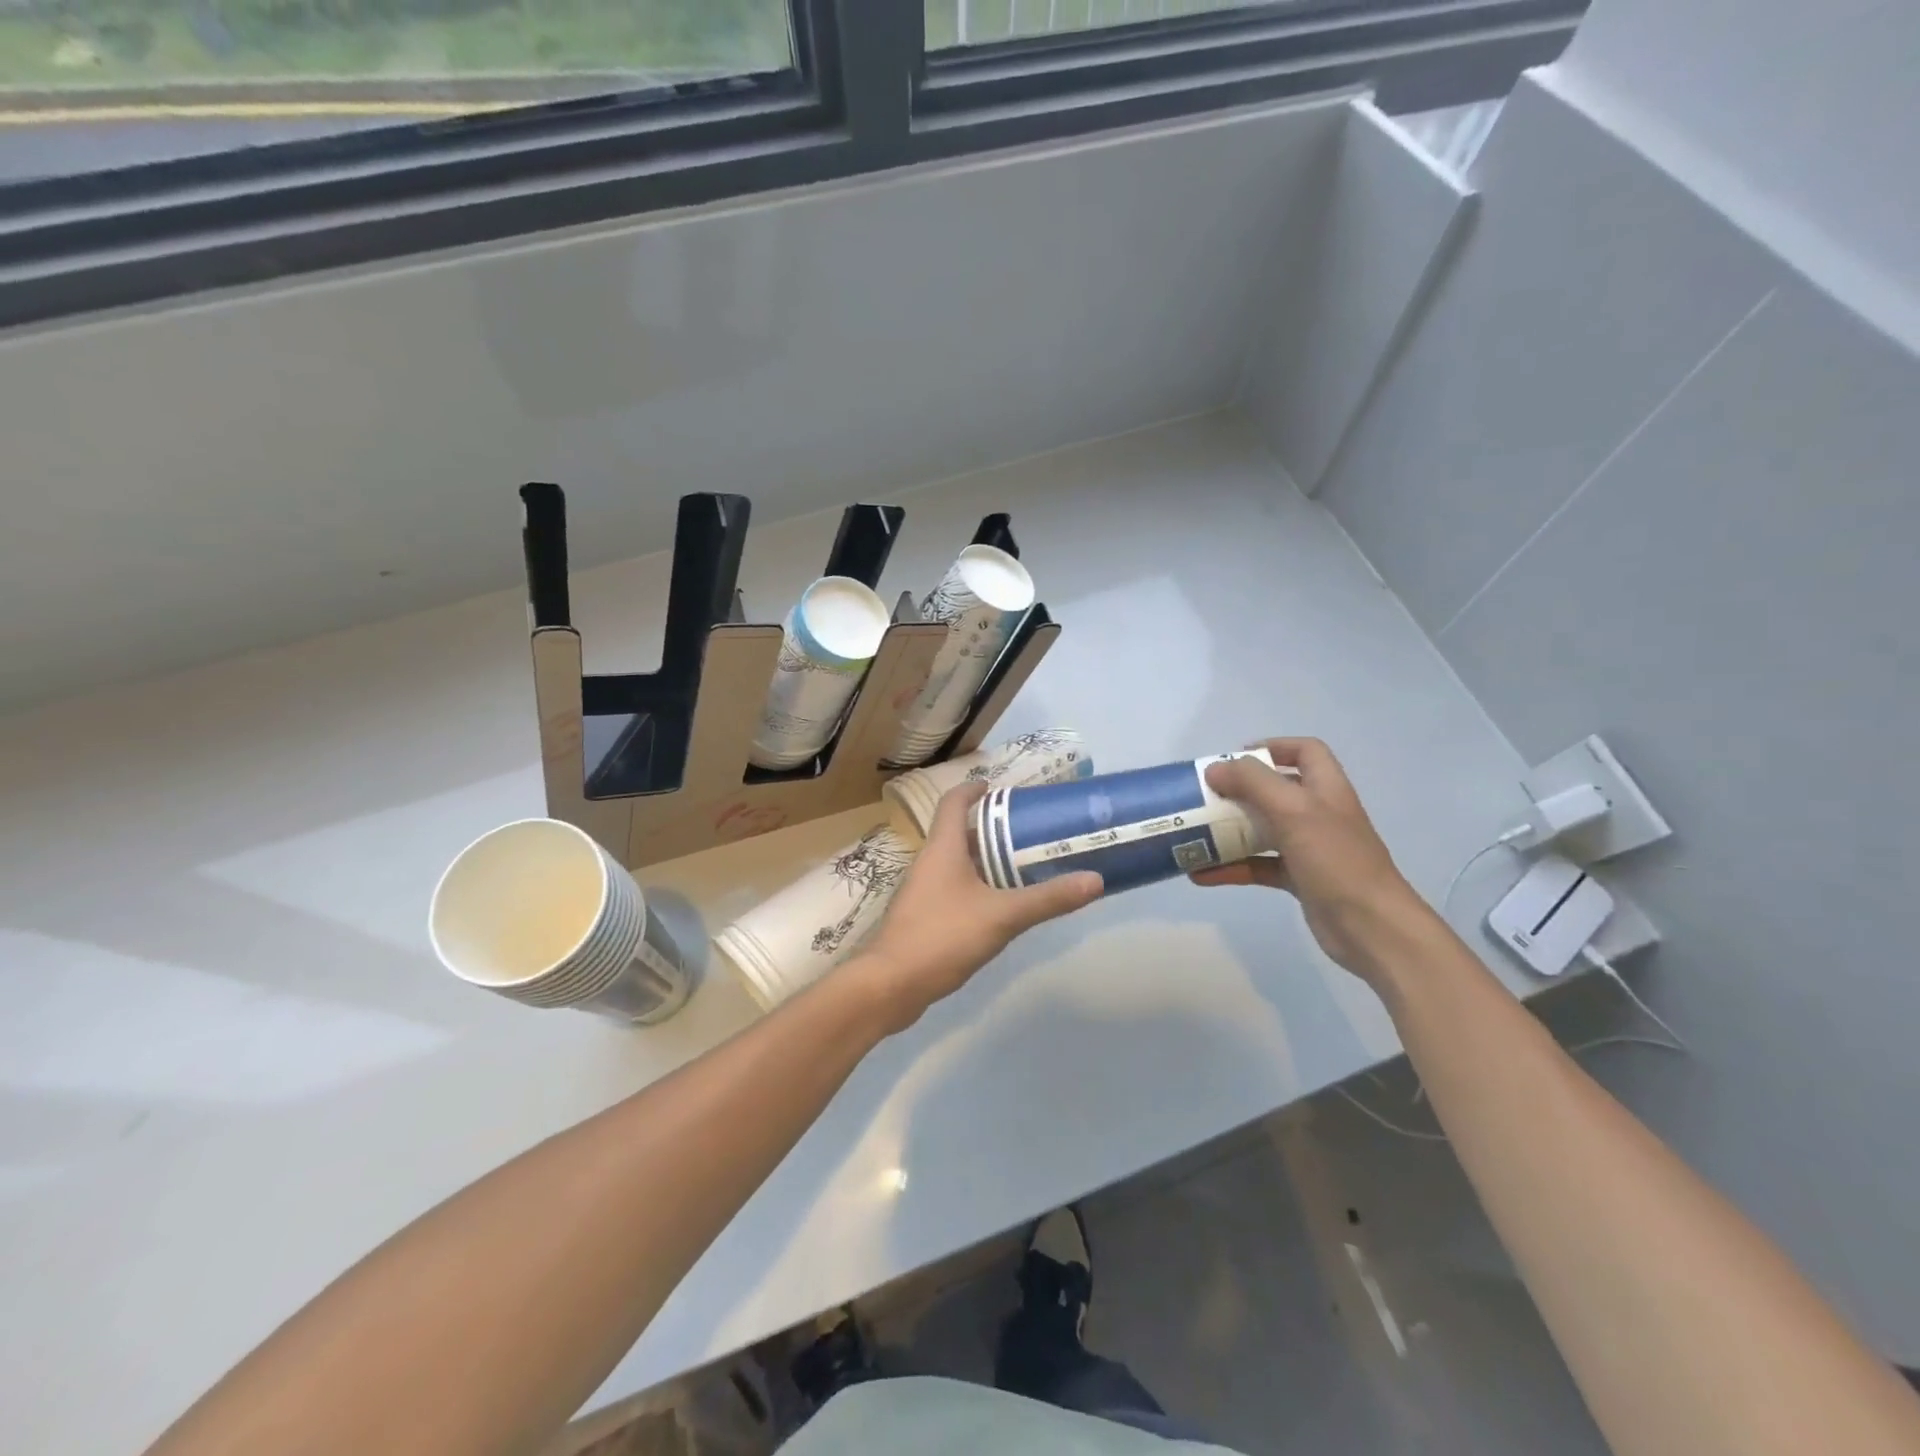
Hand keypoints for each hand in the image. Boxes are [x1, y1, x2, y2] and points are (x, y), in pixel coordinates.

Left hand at [854, 783, 1102, 1030]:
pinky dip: (977, 887)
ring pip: (957, 863)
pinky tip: (1000, 907)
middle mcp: (929, 862)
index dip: (972, 789)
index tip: (997, 788)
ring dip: (985, 860)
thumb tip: (1095, 880)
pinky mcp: (923, 916)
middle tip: (1027, 833)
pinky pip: (953, 889)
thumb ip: (1048, 899)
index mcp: (943, 848)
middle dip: (991, 830)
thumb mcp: (1003, 916)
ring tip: (1022, 867)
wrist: (892, 984)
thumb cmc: (943, 936)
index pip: (953, 803)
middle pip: (959, 833)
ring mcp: (922, 890)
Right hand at [1191, 738, 1432, 979]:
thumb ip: (1253, 783)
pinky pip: (1259, 866)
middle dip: (1238, 792)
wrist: (1372, 927)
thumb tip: (1215, 769)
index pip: (1305, 751)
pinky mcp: (1300, 879)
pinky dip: (1232, 868)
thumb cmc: (1336, 860)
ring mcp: (1310, 848)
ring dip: (1229, 831)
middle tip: (1203, 797)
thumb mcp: (1294, 810)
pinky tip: (1202, 874)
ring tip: (1194, 834)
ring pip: (1263, 829)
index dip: (1272, 747)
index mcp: (1325, 789)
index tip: (1234, 759)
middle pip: (1275, 790)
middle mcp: (1318, 814)